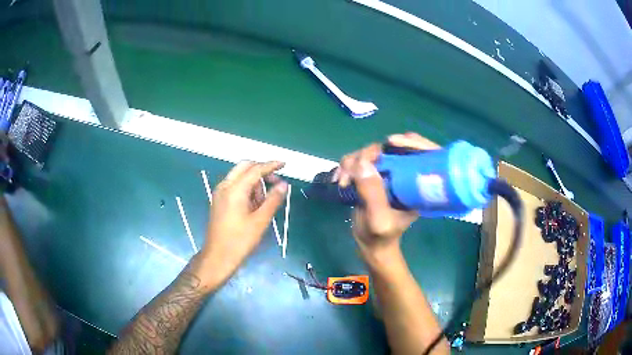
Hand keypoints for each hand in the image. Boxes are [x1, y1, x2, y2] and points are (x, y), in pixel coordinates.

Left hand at [197, 161, 287, 287]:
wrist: (218, 257)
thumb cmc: (240, 241)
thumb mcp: (260, 221)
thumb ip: (273, 200)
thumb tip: (284, 185)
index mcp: (234, 190)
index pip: (255, 169)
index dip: (271, 165)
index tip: (284, 164)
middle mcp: (225, 186)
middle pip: (244, 167)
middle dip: (261, 170)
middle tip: (276, 182)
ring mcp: (219, 193)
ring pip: (239, 176)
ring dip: (254, 182)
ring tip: (264, 202)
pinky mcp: (219, 201)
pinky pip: (234, 186)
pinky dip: (246, 188)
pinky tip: (253, 205)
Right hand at [336, 133, 439, 262]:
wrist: (370, 245)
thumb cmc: (381, 236)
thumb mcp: (378, 219)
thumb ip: (372, 193)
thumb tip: (362, 162)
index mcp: (417, 185)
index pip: (424, 153)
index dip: (411, 141)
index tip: (391, 141)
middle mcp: (405, 175)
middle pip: (393, 148)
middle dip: (369, 153)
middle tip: (353, 168)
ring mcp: (388, 174)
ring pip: (372, 152)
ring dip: (353, 161)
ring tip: (343, 181)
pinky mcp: (373, 176)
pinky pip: (359, 160)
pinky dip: (347, 166)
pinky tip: (339, 179)